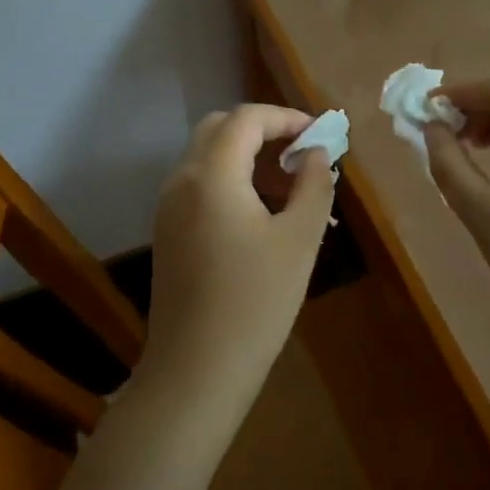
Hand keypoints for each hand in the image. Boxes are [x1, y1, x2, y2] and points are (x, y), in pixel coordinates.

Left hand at [139, 105, 334, 415]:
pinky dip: (231, 180)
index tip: (321, 136)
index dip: (287, 118)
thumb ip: (314, 185)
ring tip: (291, 189)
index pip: (247, 118)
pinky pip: (200, 184)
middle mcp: (182, 179)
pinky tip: (263, 215)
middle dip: (264, 132)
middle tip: (302, 155)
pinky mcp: (168, 230)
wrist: (195, 372)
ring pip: (208, 156)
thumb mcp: (299, 240)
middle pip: (221, 128)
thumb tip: (316, 153)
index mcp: (211, 174)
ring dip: (248, 157)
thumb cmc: (255, 302)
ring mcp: (169, 206)